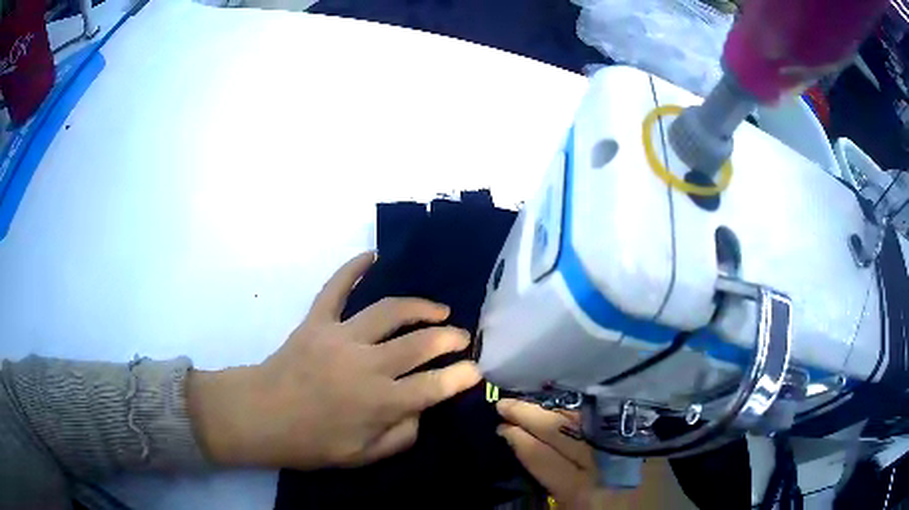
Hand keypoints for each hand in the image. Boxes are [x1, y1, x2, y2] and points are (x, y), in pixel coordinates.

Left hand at [188, 252, 481, 468]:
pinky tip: (373, 256)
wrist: (261, 416)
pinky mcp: (316, 321)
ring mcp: (340, 337)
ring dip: (420, 307)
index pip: (434, 386)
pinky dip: (353, 268)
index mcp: (379, 403)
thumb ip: (401, 436)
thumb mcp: (362, 457)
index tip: (475, 370)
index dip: (461, 376)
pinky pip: (336, 287)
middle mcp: (366, 365)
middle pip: (420, 343)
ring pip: (390, 310)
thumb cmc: (311, 443)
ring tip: (438, 310)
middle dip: (450, 338)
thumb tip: (423, 411)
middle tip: (462, 338)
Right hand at [496, 399, 639, 509]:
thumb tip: (531, 453)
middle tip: (504, 403)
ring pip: (585, 419)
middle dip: (529, 415)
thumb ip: (555, 490)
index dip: (519, 440)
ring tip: (530, 401)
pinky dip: (585, 409)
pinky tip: (570, 404)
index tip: (501, 426)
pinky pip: (609, 416)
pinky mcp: (645, 436)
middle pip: (561, 431)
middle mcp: (604, 463)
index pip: (542, 457)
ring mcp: (628, 445)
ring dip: (554, 408)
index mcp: (583, 492)